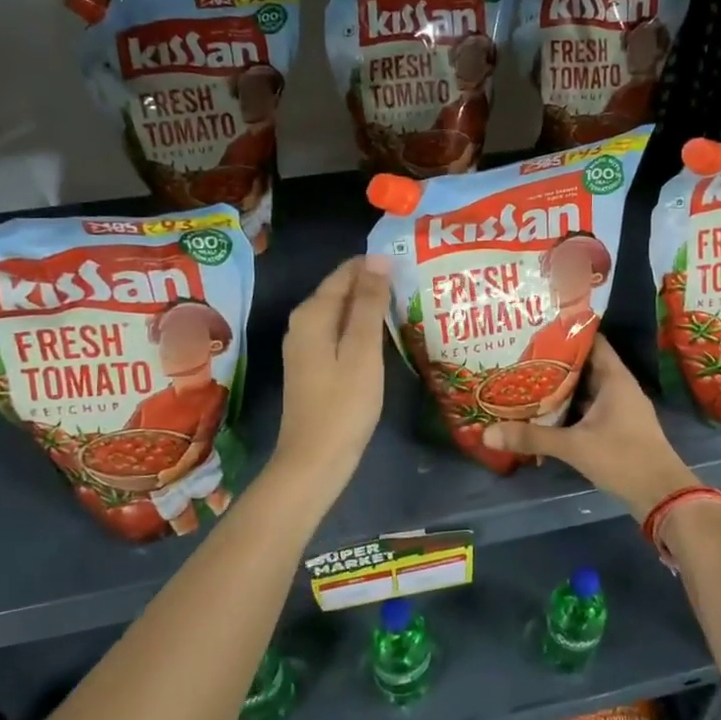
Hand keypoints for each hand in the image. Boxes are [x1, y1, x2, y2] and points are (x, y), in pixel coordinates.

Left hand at [269, 256, 391, 502]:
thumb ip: (369, 303)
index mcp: (313, 314)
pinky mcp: (314, 365)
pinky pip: (341, 332)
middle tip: (416, 284)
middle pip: (343, 290)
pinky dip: (363, 328)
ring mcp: (306, 345)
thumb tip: (378, 259)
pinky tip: (387, 335)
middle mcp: (303, 323)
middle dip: (376, 284)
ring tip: (409, 303)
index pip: (347, 272)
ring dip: (372, 306)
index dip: (378, 265)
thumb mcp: (362, 350)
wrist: (315, 461)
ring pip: (343, 312)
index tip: (412, 264)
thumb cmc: (344, 405)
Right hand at [482, 337, 699, 520]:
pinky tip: (544, 412)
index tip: (536, 328)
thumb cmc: (623, 458)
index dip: (566, 332)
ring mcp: (620, 408)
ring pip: (585, 389)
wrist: (662, 495)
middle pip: (584, 365)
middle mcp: (619, 387)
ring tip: (525, 379)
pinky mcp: (617, 428)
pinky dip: (569, 408)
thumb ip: (532, 437)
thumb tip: (487, 433)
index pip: (591, 341)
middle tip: (520, 355)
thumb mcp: (574, 446)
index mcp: (615, 378)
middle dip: (554, 361)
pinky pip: (589, 408)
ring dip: (560, 387)